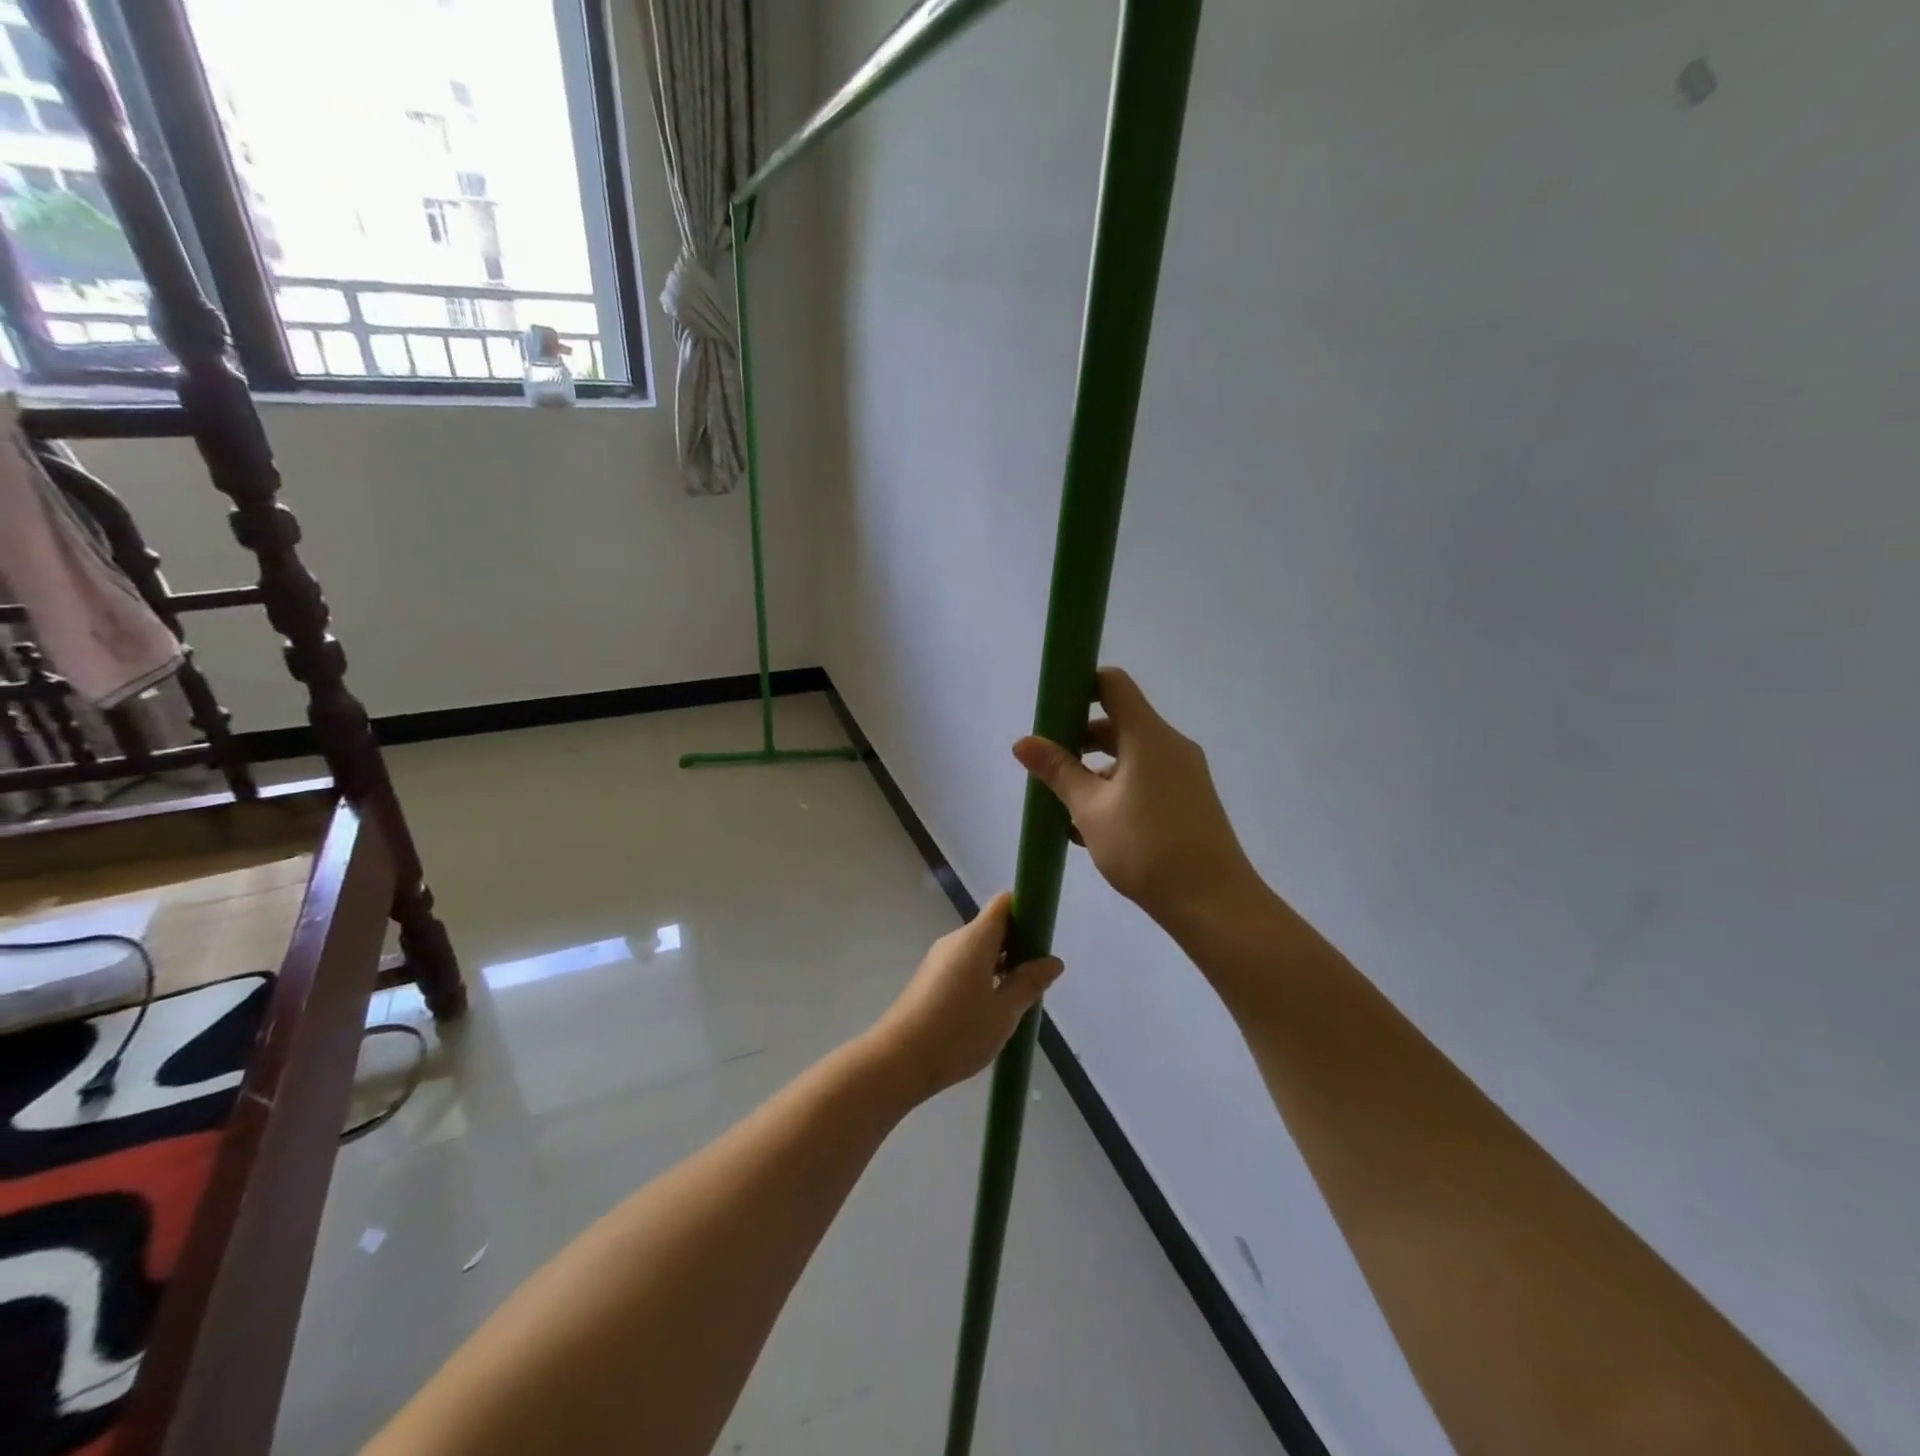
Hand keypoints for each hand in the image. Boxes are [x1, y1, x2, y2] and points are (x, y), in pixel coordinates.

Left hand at [865, 894, 1063, 1099]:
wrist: (898, 1060)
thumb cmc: (958, 1032)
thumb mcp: (1004, 1012)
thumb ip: (1029, 983)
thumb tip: (1053, 961)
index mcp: (975, 938)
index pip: (1004, 904)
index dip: (1026, 912)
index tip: (1043, 938)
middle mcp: (955, 941)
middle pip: (992, 927)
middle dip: (1018, 945)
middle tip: (1038, 977)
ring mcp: (939, 959)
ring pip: (978, 950)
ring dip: (1001, 965)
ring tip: (1019, 998)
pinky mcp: (930, 979)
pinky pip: (964, 966)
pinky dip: (983, 977)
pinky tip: (991, 1009)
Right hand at [1013, 667, 1264, 935]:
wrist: (1213, 904)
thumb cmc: (1146, 848)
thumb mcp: (1090, 810)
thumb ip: (1058, 771)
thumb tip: (1022, 742)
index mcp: (1148, 736)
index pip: (1113, 684)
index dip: (1080, 686)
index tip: (1052, 712)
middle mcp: (1170, 746)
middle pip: (1119, 723)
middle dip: (1079, 740)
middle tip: (1049, 769)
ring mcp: (1184, 774)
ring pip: (1130, 757)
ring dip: (1095, 773)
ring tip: (1064, 810)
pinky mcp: (1189, 800)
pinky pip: (1145, 780)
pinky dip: (1117, 791)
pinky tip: (1092, 830)